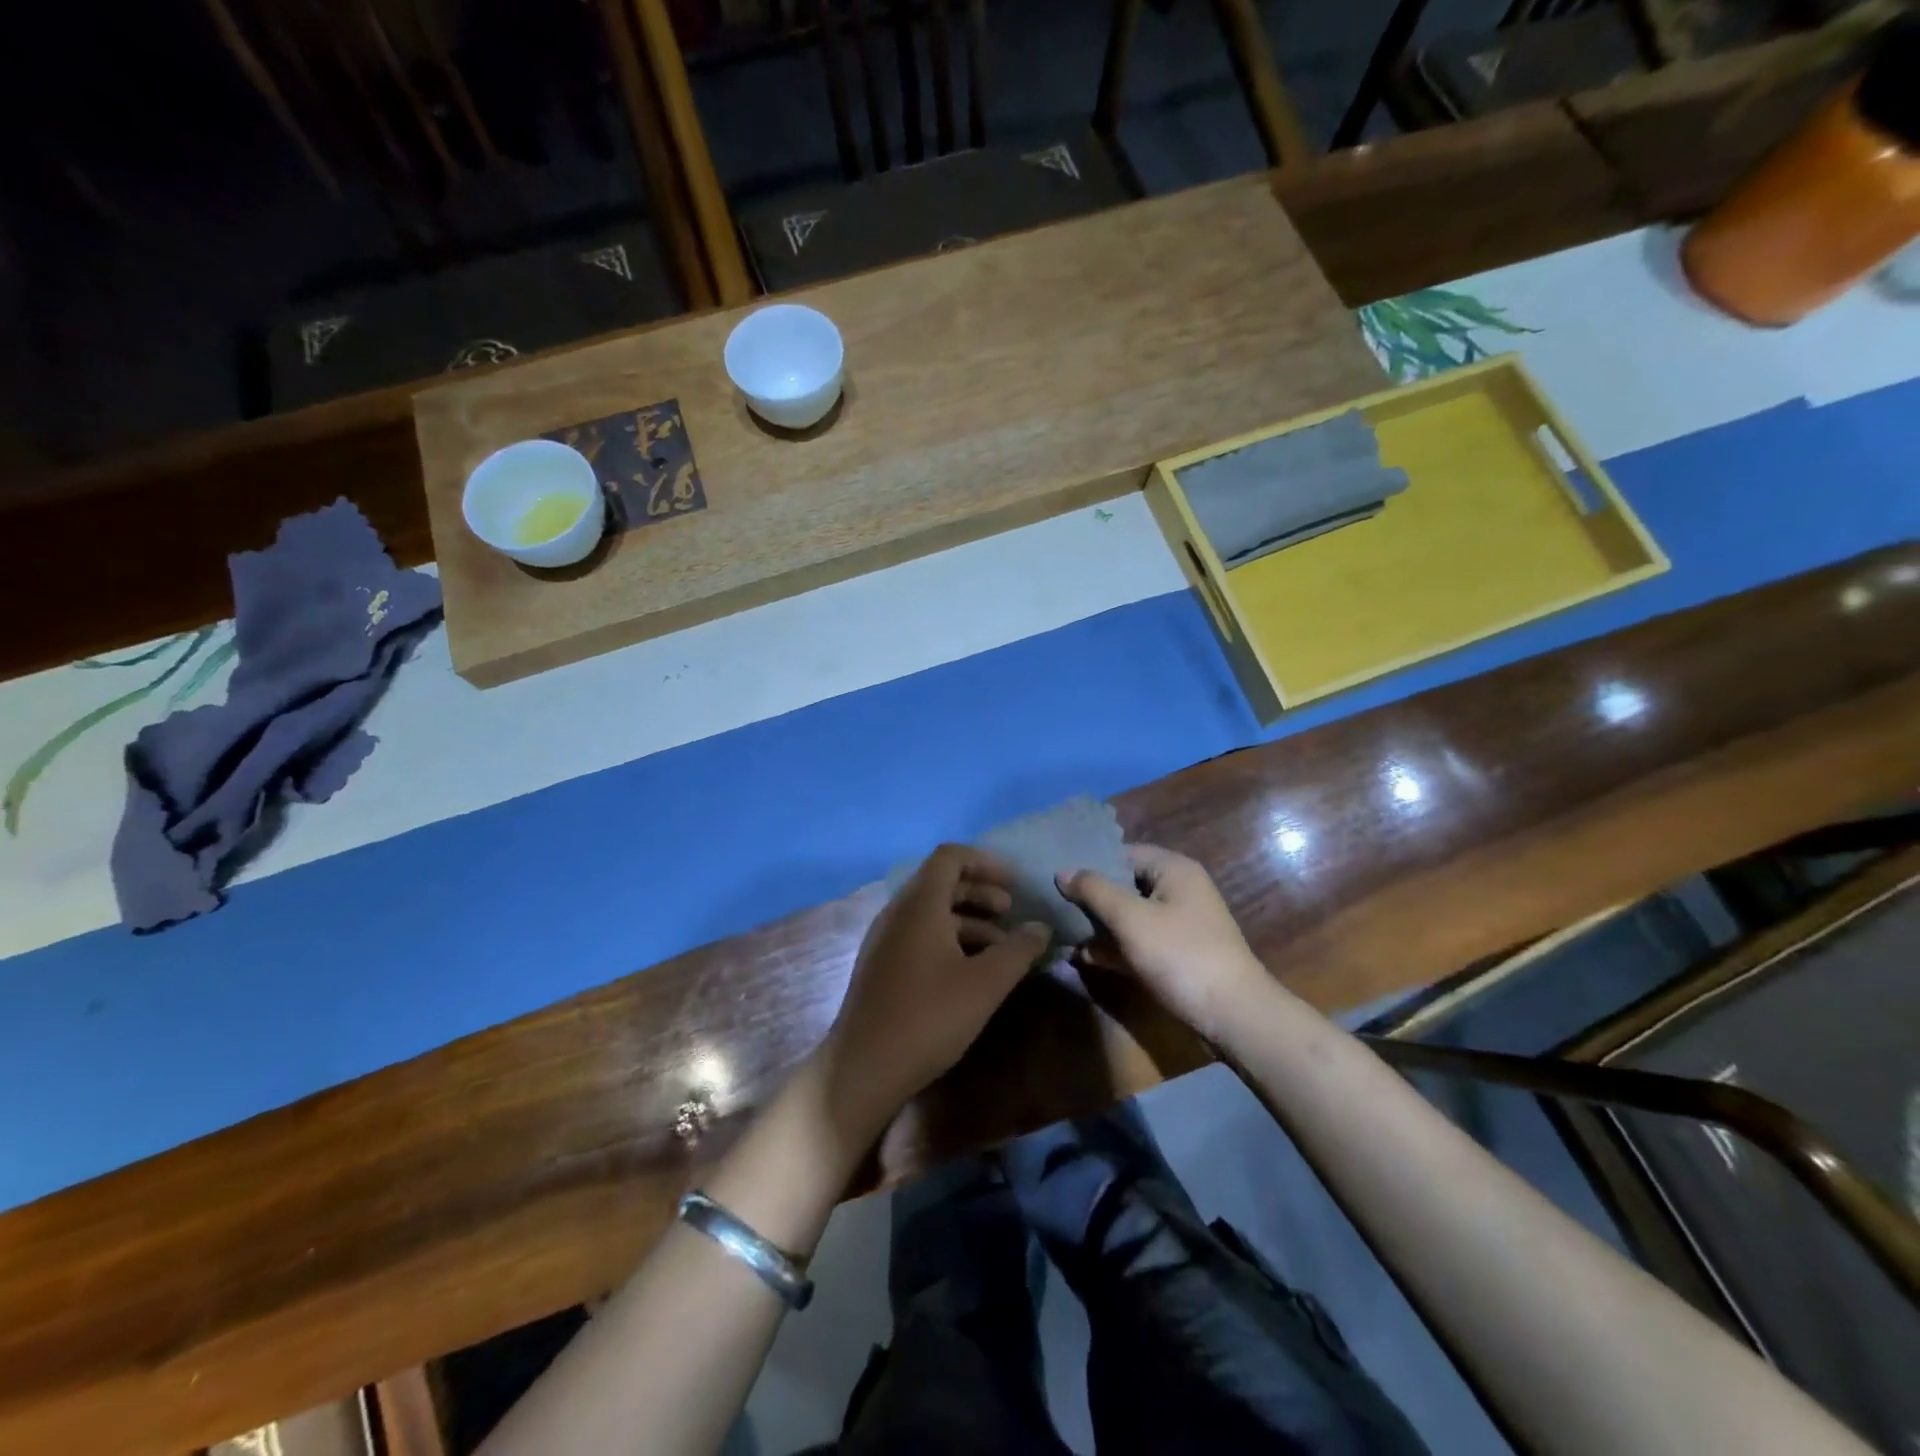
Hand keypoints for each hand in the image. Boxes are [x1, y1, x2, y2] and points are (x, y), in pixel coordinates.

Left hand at [817, 845, 1050, 1144]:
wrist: (864, 1068)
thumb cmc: (929, 1016)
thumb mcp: (986, 983)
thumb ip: (1018, 949)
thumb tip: (1041, 927)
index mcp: (920, 904)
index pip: (950, 856)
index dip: (985, 862)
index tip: (1014, 883)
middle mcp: (898, 912)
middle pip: (941, 882)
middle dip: (980, 891)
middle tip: (1011, 912)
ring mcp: (885, 939)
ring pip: (931, 911)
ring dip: (968, 919)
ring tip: (1000, 947)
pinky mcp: (881, 965)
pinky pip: (919, 934)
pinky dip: (949, 938)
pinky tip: (971, 970)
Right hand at [1057, 844, 1271, 1039]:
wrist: (1232, 1015)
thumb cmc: (1180, 954)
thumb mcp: (1130, 918)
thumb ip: (1094, 891)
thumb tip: (1063, 871)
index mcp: (1173, 870)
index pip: (1123, 853)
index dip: (1090, 862)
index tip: (1056, 875)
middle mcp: (1178, 890)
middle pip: (1124, 884)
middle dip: (1090, 897)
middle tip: (1052, 903)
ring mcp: (1178, 925)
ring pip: (1128, 916)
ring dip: (1098, 925)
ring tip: (1059, 931)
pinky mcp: (1175, 955)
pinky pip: (1136, 942)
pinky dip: (1113, 947)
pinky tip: (1081, 956)